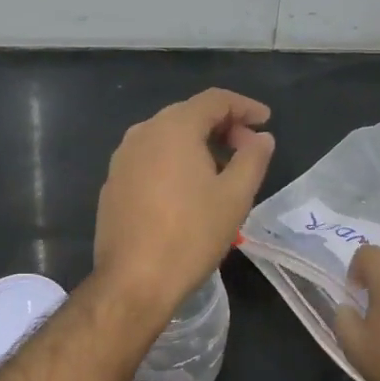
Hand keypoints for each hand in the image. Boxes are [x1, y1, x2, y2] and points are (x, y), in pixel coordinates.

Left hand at [93, 89, 275, 319]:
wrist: (133, 281)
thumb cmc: (191, 234)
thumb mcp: (235, 196)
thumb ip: (253, 158)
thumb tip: (261, 137)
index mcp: (173, 128)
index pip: (214, 100)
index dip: (245, 106)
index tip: (266, 120)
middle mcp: (142, 133)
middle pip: (188, 114)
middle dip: (222, 125)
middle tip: (248, 148)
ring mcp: (122, 158)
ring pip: (167, 136)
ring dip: (198, 143)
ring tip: (222, 169)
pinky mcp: (113, 183)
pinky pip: (150, 158)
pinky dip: (174, 161)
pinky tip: (188, 188)